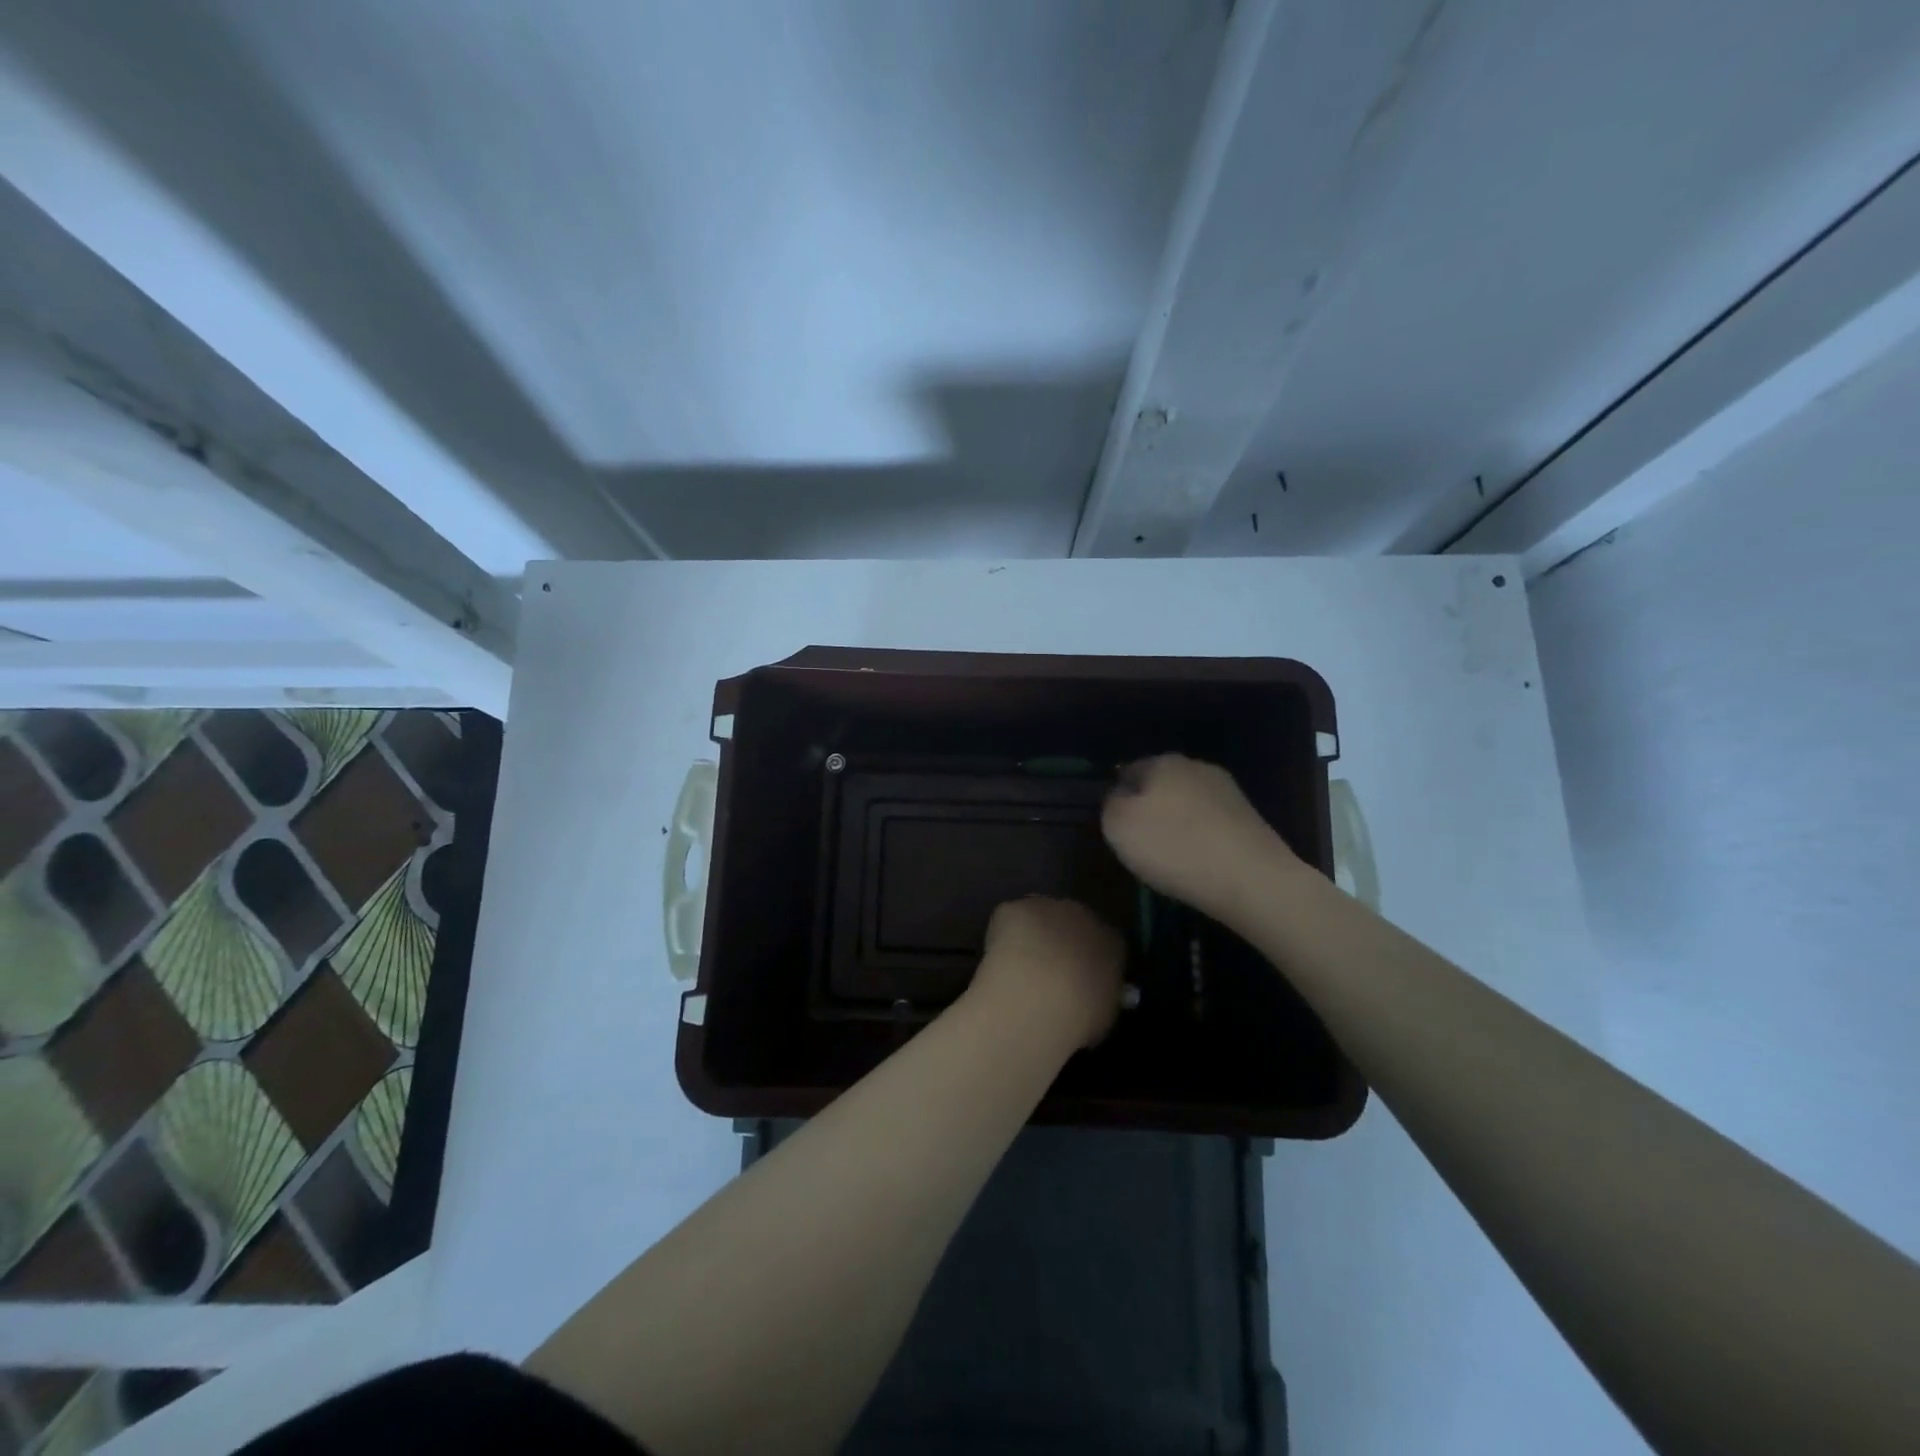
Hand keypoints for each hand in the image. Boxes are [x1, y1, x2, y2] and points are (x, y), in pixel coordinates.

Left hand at [970, 897, 1125, 1049]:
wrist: (1039, 997)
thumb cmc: (1079, 1016)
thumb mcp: (1103, 1016)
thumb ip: (1099, 997)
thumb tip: (1090, 996)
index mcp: (1111, 942)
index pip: (1103, 944)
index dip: (1087, 961)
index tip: (1076, 981)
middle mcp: (1083, 915)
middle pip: (1071, 924)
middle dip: (1059, 944)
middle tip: (1044, 973)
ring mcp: (1046, 907)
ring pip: (1037, 918)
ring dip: (1031, 937)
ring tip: (1017, 969)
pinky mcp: (1014, 908)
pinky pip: (1008, 920)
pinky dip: (1002, 938)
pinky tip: (998, 963)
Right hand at [1101, 754, 1295, 922]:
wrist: (1251, 880)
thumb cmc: (1174, 847)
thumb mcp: (1117, 825)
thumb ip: (1110, 803)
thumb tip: (1120, 796)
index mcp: (1163, 761)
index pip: (1127, 770)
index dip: (1116, 797)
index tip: (1114, 827)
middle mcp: (1197, 766)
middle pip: (1160, 785)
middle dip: (1148, 808)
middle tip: (1138, 843)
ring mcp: (1228, 791)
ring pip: (1187, 804)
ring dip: (1176, 824)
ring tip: (1168, 857)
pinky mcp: (1250, 819)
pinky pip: (1210, 824)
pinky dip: (1199, 839)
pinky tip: (1197, 862)